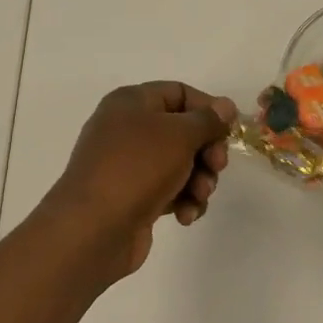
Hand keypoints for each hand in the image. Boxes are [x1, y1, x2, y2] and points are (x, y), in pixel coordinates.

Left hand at [42, 81, 237, 283]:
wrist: (92, 230)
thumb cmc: (137, 169)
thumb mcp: (179, 135)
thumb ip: (207, 120)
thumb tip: (225, 106)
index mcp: (131, 103)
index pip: (179, 93)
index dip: (208, 109)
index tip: (230, 130)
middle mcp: (127, 129)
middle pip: (183, 131)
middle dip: (207, 151)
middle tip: (217, 167)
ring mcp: (129, 166)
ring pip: (180, 164)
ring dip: (199, 180)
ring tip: (199, 197)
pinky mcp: (133, 197)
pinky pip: (169, 190)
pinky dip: (183, 200)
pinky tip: (185, 216)